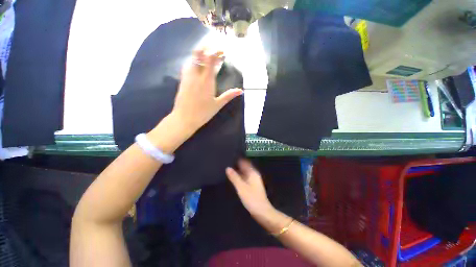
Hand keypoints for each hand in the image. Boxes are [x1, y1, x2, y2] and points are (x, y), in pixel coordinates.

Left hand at [172, 49, 242, 132]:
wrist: (184, 119)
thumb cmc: (203, 113)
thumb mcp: (218, 104)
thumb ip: (229, 95)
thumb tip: (241, 91)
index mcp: (206, 80)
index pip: (210, 59)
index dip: (216, 52)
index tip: (222, 52)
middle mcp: (195, 75)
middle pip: (198, 54)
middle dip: (206, 48)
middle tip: (215, 51)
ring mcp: (187, 77)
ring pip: (191, 59)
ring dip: (200, 55)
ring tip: (207, 57)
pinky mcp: (182, 81)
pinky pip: (188, 66)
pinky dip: (194, 62)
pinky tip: (198, 66)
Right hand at [226, 159, 274, 216]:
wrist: (262, 212)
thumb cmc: (252, 198)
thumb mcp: (241, 187)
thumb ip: (234, 177)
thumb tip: (227, 168)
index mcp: (252, 173)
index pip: (245, 162)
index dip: (238, 159)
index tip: (231, 156)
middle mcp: (254, 174)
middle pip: (245, 167)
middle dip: (237, 164)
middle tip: (227, 162)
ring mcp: (253, 180)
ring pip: (245, 172)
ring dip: (238, 170)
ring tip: (228, 168)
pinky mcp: (252, 186)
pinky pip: (245, 177)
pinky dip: (240, 176)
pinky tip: (234, 177)